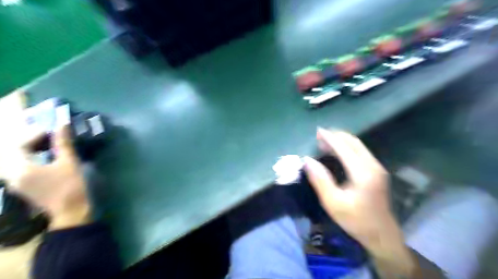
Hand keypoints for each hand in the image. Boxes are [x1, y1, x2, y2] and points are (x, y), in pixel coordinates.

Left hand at [5, 123, 89, 229]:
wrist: (70, 210)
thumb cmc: (70, 185)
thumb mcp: (68, 162)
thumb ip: (62, 143)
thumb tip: (62, 125)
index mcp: (20, 168)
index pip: (18, 145)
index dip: (34, 135)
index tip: (52, 131)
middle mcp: (10, 175)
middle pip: (13, 152)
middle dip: (30, 142)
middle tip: (50, 137)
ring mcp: (14, 182)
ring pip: (14, 160)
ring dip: (29, 150)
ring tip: (48, 146)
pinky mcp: (21, 186)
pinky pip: (18, 167)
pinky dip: (29, 159)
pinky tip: (45, 158)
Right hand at [304, 128, 447, 277]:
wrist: (382, 234)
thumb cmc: (356, 220)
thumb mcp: (333, 203)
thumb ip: (320, 180)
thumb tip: (307, 160)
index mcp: (363, 173)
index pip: (344, 148)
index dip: (330, 138)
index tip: (318, 131)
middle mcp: (373, 166)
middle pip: (354, 142)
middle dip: (336, 135)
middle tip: (320, 134)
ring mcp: (377, 168)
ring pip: (359, 146)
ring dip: (342, 140)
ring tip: (325, 140)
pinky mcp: (377, 171)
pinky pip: (361, 152)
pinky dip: (348, 147)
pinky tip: (338, 151)